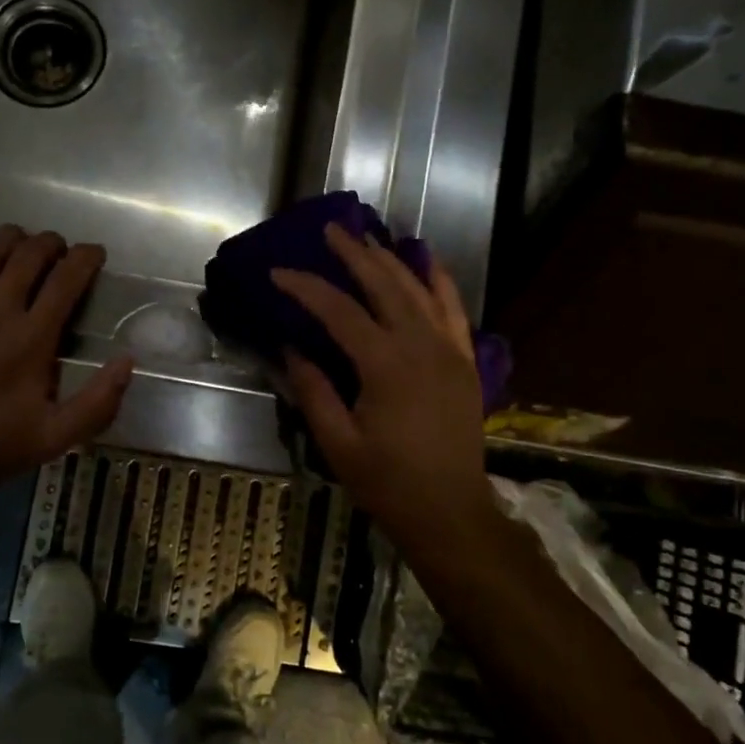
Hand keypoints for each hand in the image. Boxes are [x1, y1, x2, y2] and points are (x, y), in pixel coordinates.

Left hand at [0, 223, 133, 488]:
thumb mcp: (56, 437)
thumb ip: (98, 401)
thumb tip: (128, 360)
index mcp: (32, 338)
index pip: (67, 279)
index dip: (86, 257)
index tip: (94, 253)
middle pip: (29, 254)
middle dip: (51, 244)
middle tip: (58, 251)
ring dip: (12, 237)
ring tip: (21, 242)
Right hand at [273, 225, 494, 552]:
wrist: (450, 511)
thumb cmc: (388, 483)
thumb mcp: (337, 443)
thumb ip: (313, 391)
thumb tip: (291, 349)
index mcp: (385, 366)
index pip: (339, 312)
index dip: (306, 288)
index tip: (279, 272)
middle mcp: (421, 346)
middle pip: (384, 286)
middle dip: (355, 256)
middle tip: (331, 231)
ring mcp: (449, 351)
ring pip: (420, 291)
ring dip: (393, 261)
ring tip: (369, 240)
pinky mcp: (465, 362)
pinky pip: (455, 311)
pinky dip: (441, 282)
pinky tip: (428, 262)